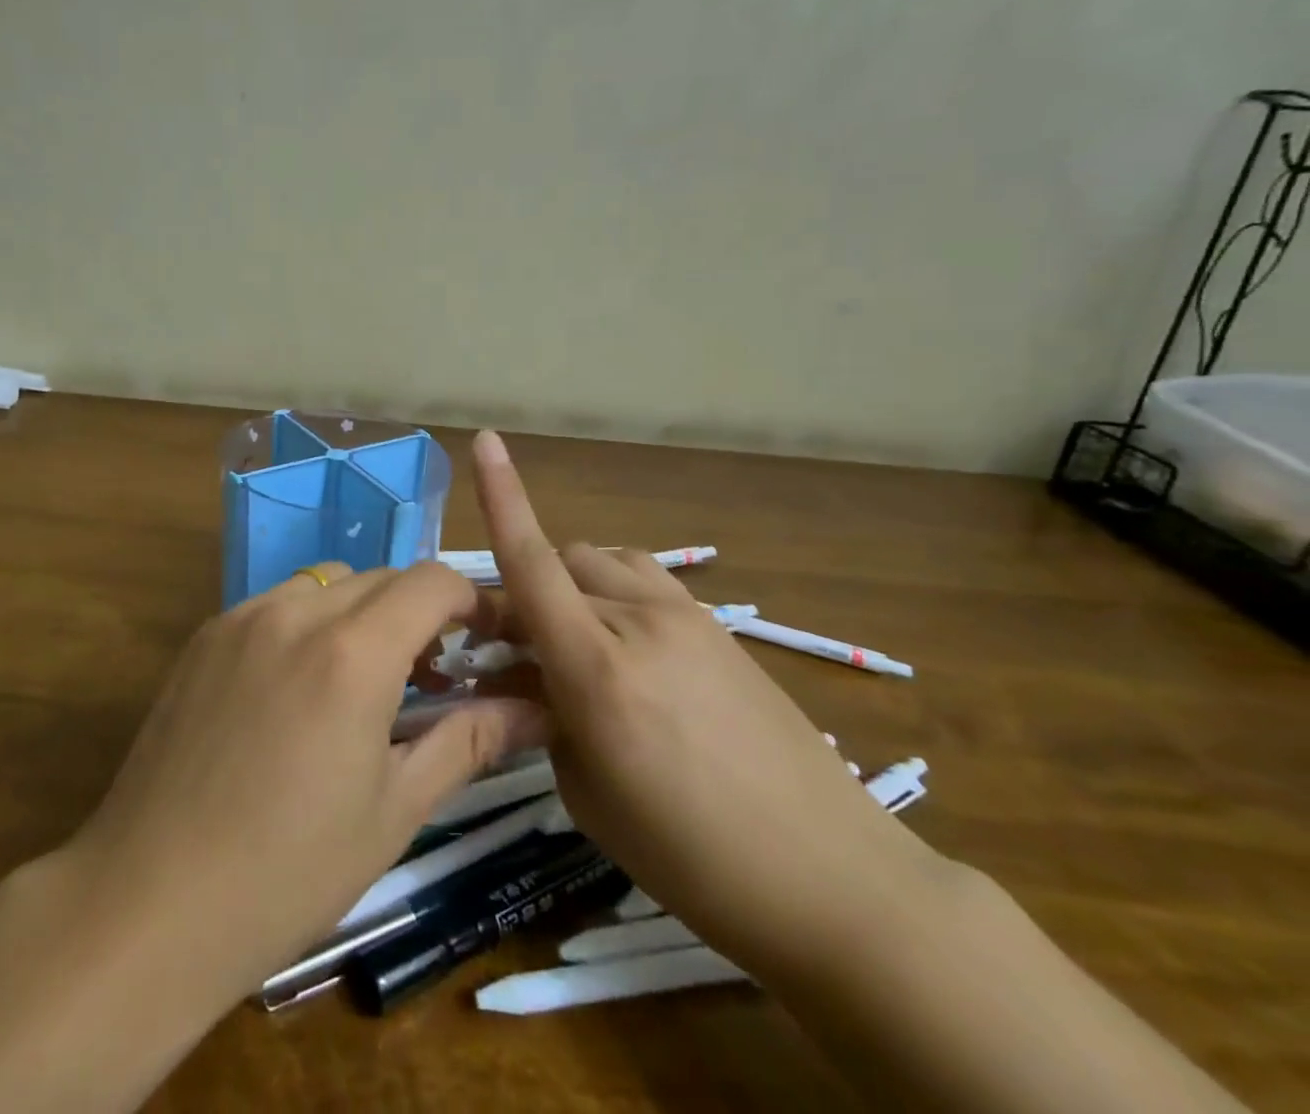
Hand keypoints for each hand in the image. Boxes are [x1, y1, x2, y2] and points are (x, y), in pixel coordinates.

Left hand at [63, 560, 544, 1006]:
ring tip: (365, 678)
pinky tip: (300, 688)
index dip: (471, 601)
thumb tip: (536, 710)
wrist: (149, 902)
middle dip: (420, 611)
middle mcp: (297, 611)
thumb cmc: (288, 871)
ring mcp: (243, 617)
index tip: (486, 641)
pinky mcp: (205, 635)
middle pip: (383, 578)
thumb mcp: (394, 811)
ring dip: (364, 612)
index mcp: (353, 652)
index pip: (432, 581)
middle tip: (432, 674)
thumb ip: (468, 741)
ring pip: (329, 583)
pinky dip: (310, 622)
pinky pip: (278, 603)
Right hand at [469, 429, 944, 971]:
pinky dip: (615, 594)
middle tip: (519, 647)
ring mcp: (686, 616)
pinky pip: (644, 582)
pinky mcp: (719, 626)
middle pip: (560, 562)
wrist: (832, 880)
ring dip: (572, 584)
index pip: (533, 563)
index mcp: (596, 667)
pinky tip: (629, 649)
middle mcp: (638, 621)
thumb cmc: (691, 858)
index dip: (502, 497)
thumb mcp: (588, 794)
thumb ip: (546, 716)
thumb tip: (529, 675)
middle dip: (526, 590)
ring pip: (603, 561)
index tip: (485, 439)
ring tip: (577, 641)